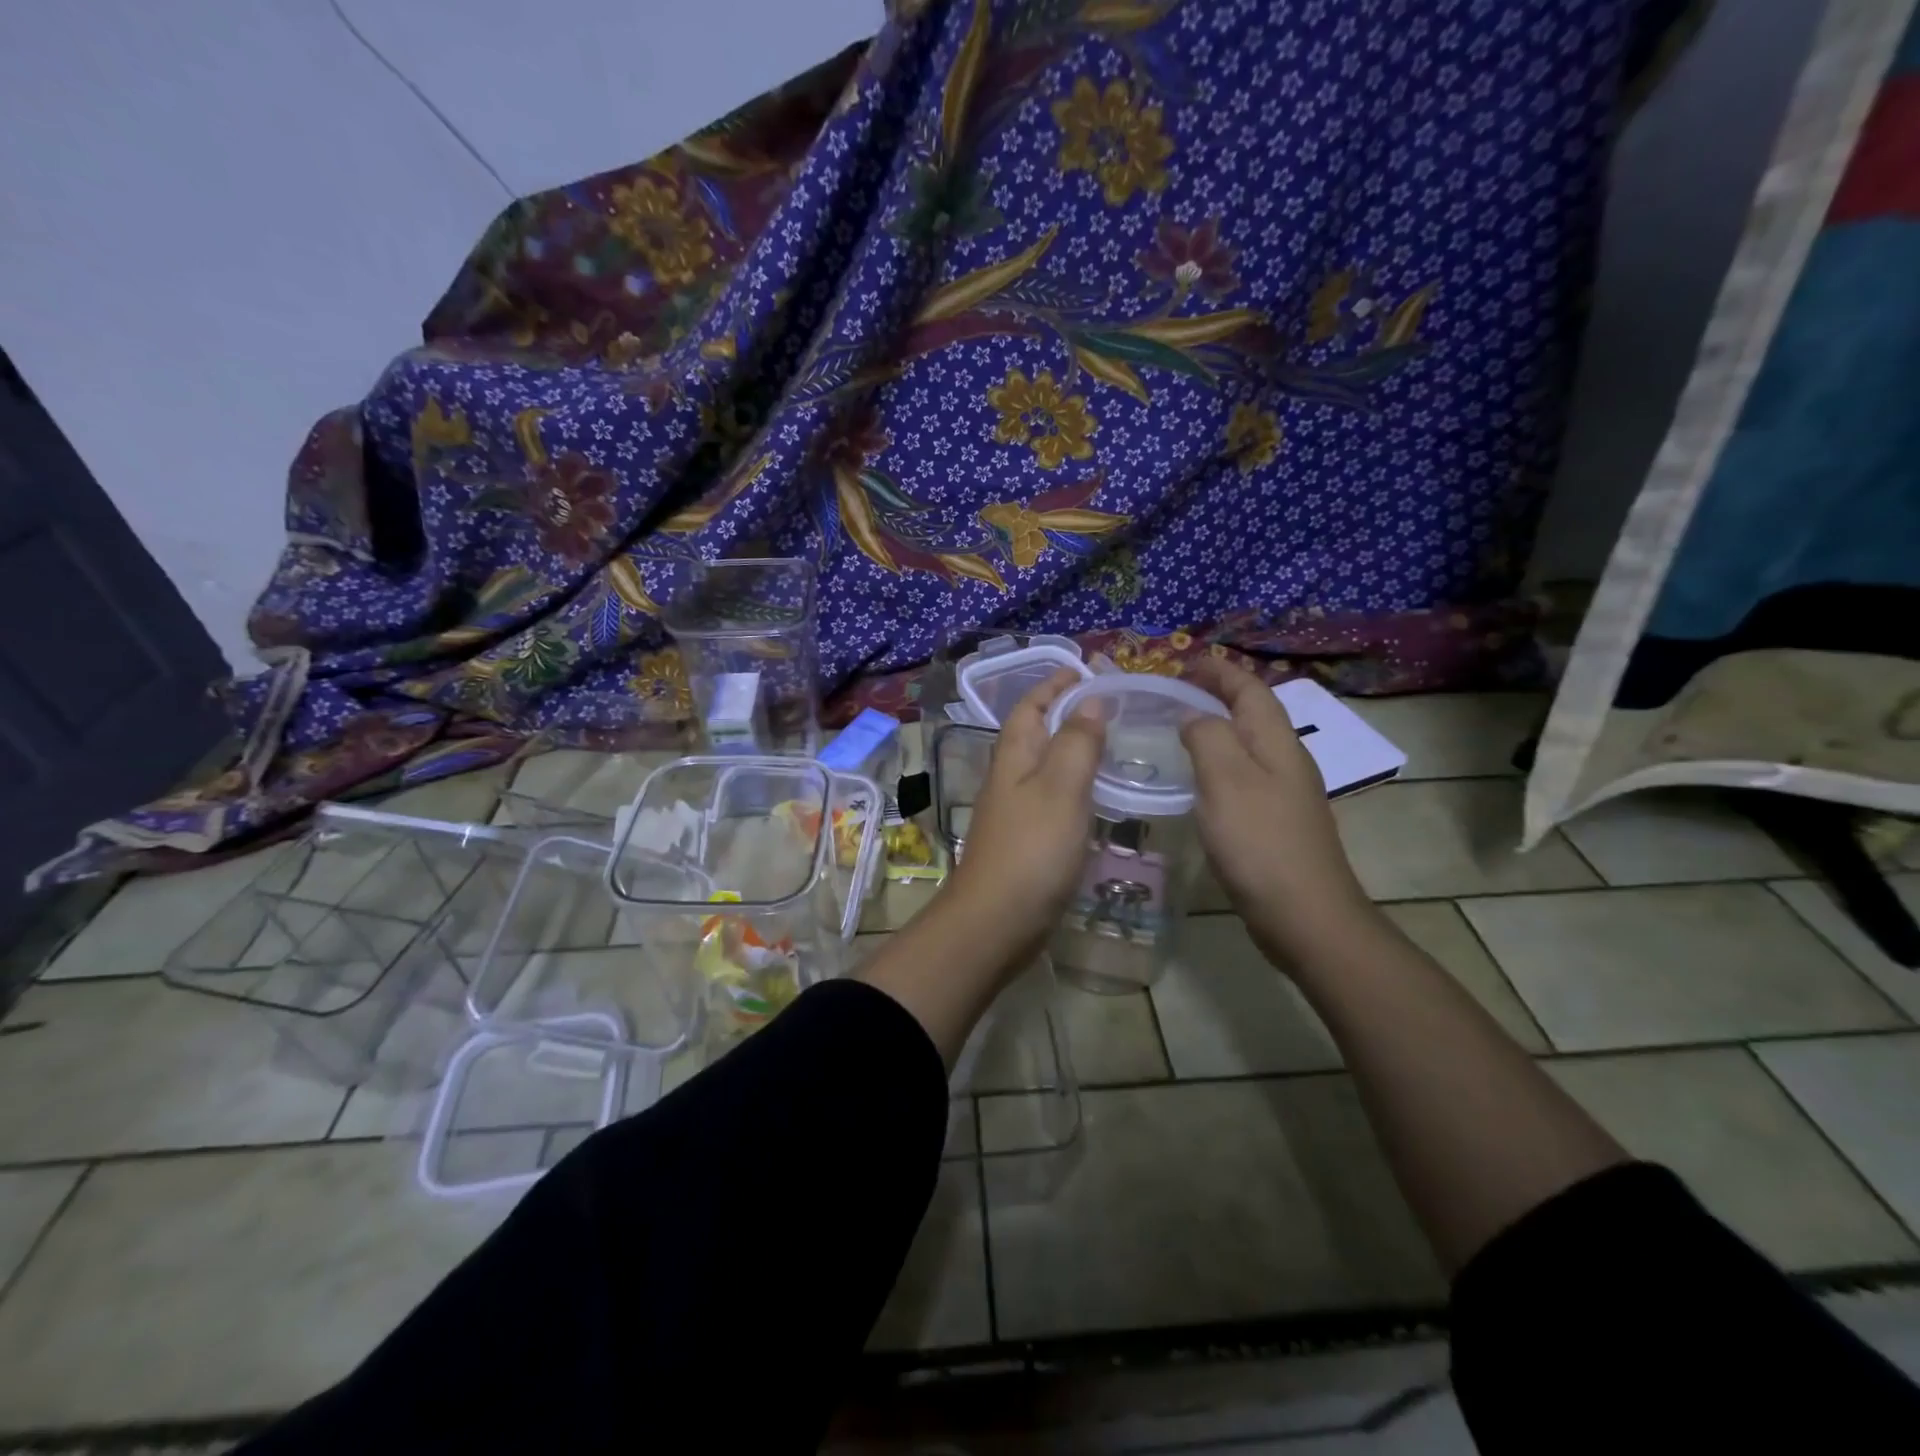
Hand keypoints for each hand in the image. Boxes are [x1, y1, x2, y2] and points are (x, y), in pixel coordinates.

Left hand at [938, 668, 1105, 965]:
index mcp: (1014, 756)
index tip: (1086, 670)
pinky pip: (1052, 799)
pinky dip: (1075, 787)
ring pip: (1045, 767)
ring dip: (1073, 749)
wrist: (996, 922)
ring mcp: (1015, 811)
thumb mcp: (1061, 789)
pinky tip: (1097, 798)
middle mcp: (1009, 778)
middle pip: (1036, 733)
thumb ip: (1077, 743)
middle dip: (1067, 713)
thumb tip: (1088, 700)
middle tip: (1111, 707)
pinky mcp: (1026, 841)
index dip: (1054, 684)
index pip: (1030, 706)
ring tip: (1112, 744)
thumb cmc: (1031, 850)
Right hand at [1179, 659, 1376, 964]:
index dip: (1219, 671)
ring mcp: (1285, 793)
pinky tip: (1200, 781)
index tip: (1184, 663)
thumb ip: (1207, 737)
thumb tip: (1194, 716)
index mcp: (1277, 742)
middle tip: (1176, 692)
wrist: (1305, 915)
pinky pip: (1245, 775)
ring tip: (1181, 728)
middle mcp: (1286, 760)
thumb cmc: (1260, 842)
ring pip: (1249, 744)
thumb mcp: (1225, 780)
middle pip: (1254, 713)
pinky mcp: (1276, 822)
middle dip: (1219, 694)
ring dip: (1219, 727)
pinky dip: (1220, 762)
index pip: (1249, 689)